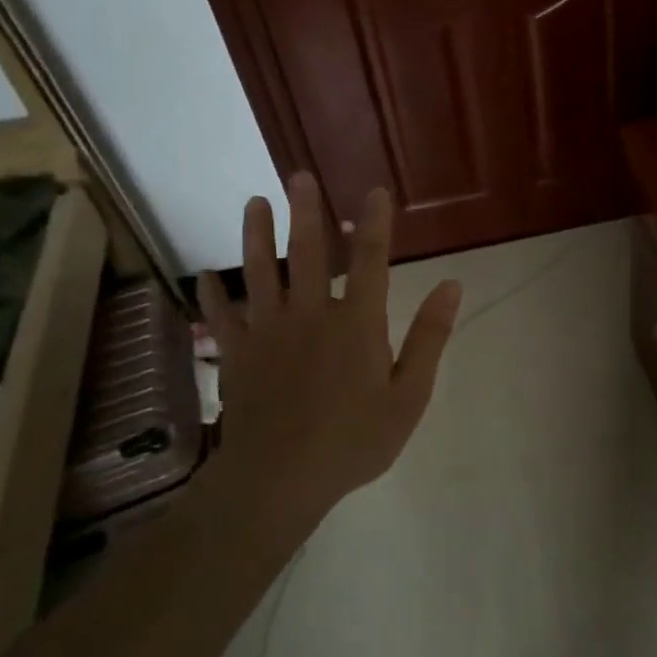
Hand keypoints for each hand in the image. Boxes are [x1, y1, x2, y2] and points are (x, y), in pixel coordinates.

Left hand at [200, 175, 461, 525]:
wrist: (278, 480)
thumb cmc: (354, 440)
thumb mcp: (409, 395)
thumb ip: (429, 337)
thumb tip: (451, 285)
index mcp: (357, 322)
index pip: (372, 260)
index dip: (376, 223)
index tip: (375, 192)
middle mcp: (312, 314)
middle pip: (309, 253)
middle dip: (306, 212)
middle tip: (298, 176)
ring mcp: (268, 332)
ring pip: (262, 273)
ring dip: (257, 235)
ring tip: (254, 202)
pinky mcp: (237, 355)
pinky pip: (221, 317)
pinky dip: (213, 296)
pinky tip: (205, 276)